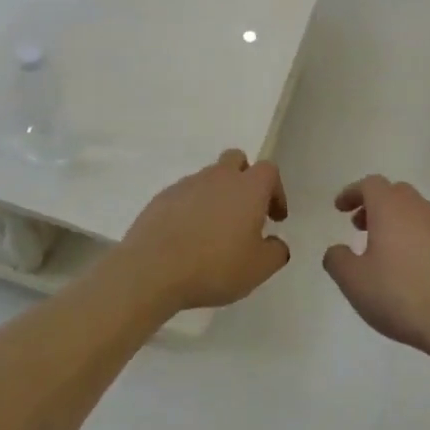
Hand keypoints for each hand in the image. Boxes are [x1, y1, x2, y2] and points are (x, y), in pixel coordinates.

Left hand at [115, 150, 290, 312]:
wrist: (153, 270)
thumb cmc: (215, 266)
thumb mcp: (258, 269)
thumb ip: (276, 252)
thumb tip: (276, 243)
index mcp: (247, 188)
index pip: (269, 170)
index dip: (276, 191)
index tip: (274, 218)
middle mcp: (217, 178)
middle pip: (235, 160)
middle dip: (244, 179)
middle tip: (246, 211)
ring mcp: (186, 185)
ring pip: (208, 178)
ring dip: (217, 196)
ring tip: (214, 230)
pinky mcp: (161, 198)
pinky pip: (184, 195)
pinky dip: (191, 209)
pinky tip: (188, 237)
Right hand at [323, 176, 429, 361]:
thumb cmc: (401, 295)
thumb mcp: (354, 282)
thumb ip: (337, 260)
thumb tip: (337, 250)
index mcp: (391, 209)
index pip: (370, 185)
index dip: (352, 193)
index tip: (340, 209)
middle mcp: (420, 210)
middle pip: (395, 193)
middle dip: (374, 205)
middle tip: (360, 227)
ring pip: (416, 212)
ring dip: (396, 222)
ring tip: (383, 250)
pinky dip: (415, 238)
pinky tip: (411, 268)